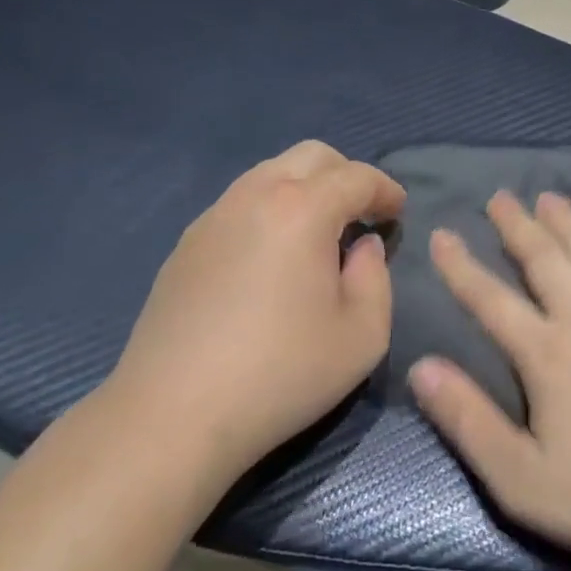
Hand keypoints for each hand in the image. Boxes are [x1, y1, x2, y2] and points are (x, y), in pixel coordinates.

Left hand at [108, 141, 404, 492]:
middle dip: (346, 175)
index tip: (398, 213)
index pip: (356, 176)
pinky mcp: (187, 242)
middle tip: (362, 214)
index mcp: (302, 210)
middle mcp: (255, 196)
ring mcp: (214, 215)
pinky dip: (270, 208)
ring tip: (318, 233)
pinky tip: (272, 257)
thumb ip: (377, 278)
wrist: (172, 415)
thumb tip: (363, 245)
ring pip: (271, 171)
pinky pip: (240, 202)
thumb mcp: (362, 336)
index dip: (386, 190)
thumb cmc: (280, 375)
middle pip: (311, 155)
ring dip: (305, 188)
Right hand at [409, 191, 570, 570]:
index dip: (461, 265)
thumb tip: (421, 366)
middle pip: (544, 259)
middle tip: (501, 196)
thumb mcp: (522, 479)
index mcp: (546, 354)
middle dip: (518, 225)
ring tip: (549, 197)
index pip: (491, 298)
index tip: (442, 233)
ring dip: (568, 222)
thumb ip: (468, 420)